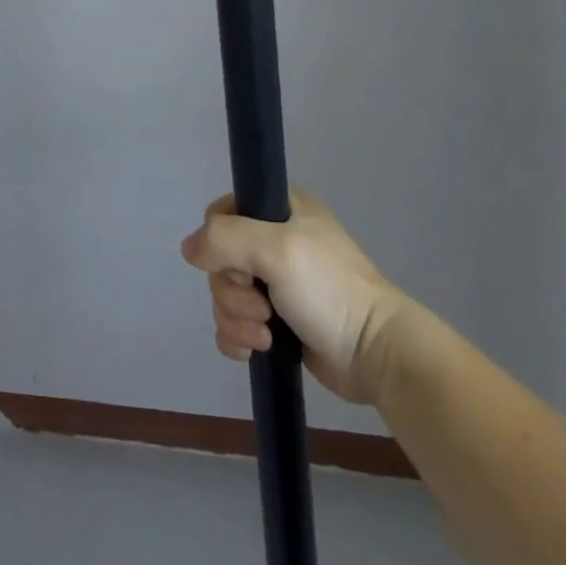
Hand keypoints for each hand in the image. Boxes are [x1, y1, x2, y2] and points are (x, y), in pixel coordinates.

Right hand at [180, 189, 412, 405]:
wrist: (377, 355)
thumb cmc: (329, 290)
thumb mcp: (276, 249)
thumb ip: (223, 239)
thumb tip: (188, 250)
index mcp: (279, 209)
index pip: (220, 214)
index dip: (220, 243)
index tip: (244, 266)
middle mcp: (274, 240)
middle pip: (218, 260)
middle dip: (232, 292)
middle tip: (263, 307)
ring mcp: (275, 282)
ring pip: (223, 295)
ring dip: (237, 319)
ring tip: (268, 335)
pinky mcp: (276, 321)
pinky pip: (233, 324)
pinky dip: (237, 338)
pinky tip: (257, 351)